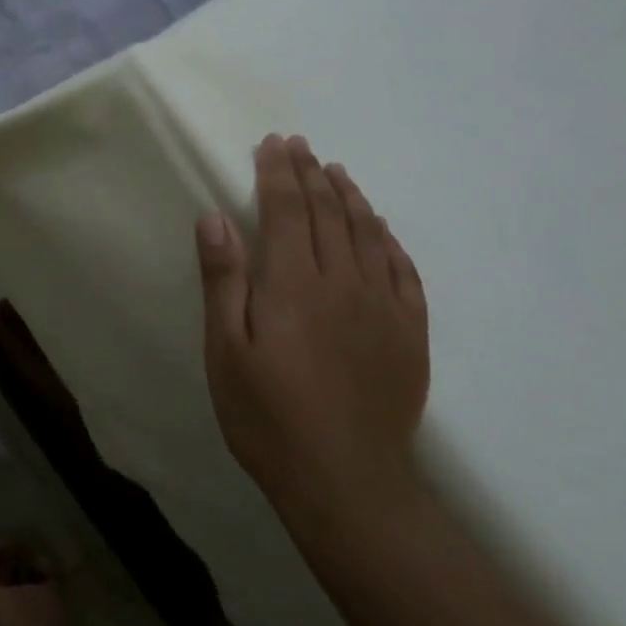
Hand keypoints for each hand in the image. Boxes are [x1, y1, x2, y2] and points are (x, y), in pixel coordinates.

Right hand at [195, 134, 428, 511]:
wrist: (344, 480)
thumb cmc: (267, 416)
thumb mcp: (226, 352)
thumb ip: (223, 281)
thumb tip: (215, 217)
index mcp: (294, 283)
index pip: (288, 209)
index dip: (279, 173)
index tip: (273, 145)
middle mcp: (344, 281)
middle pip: (328, 212)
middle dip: (311, 174)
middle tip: (300, 145)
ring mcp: (383, 305)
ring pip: (367, 233)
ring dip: (350, 196)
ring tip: (336, 171)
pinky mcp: (410, 332)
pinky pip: (403, 269)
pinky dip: (388, 239)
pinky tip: (380, 228)